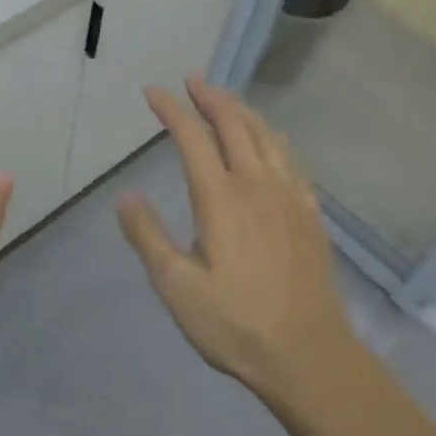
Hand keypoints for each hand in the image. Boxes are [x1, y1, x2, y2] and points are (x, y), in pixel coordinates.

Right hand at [117, 76, 352, 396]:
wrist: (308, 355)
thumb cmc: (235, 323)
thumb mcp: (176, 287)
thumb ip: (148, 236)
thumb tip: (125, 196)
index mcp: (220, 198)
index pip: (192, 137)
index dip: (171, 109)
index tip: (153, 92)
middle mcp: (256, 184)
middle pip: (234, 124)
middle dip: (210, 97)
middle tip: (192, 80)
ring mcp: (288, 195)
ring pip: (266, 134)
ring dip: (242, 110)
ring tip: (225, 98)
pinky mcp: (309, 212)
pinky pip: (290, 158)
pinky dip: (272, 136)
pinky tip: (269, 141)